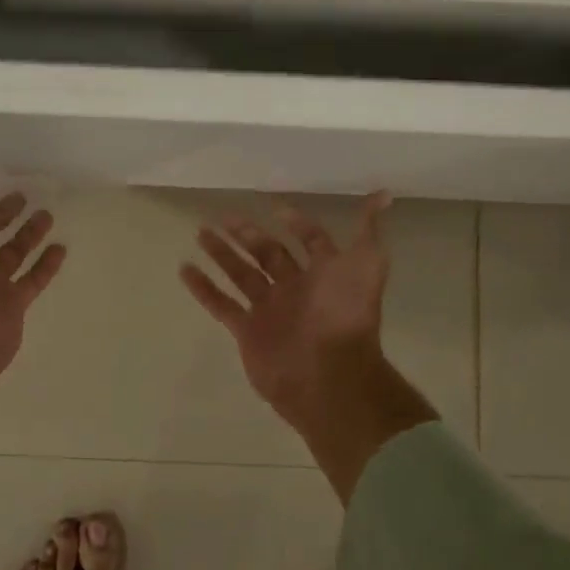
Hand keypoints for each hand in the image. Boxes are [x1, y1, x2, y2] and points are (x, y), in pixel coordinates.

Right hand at [180, 194, 436, 502]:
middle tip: (224, 216)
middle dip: (248, 234)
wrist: (328, 374)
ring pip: (241, 274)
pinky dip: (203, 288)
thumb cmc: (345, 314)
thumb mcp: (367, 264)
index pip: (310, 241)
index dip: (297, 224)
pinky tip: (185, 268)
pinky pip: (221, 304)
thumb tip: (385, 194)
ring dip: (222, 253)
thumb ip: (369, 230)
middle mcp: (295, 288)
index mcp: (323, 273)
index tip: (276, 208)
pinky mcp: (247, 330)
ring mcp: (269, 309)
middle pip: (268, 254)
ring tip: (201, 232)